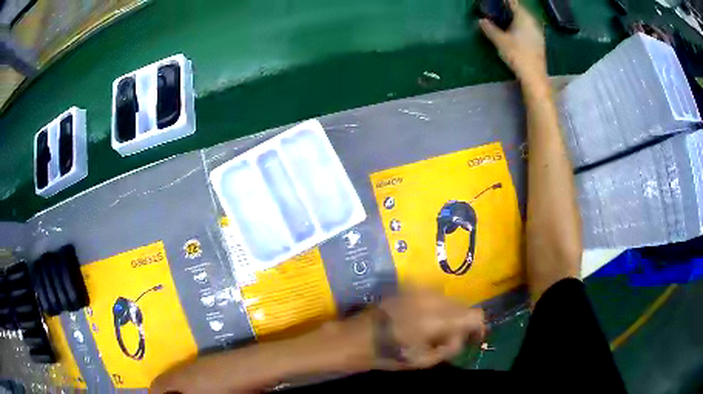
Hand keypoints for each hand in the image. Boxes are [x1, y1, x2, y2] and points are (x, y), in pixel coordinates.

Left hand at [370, 289, 485, 369]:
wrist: (355, 338)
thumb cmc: (389, 354)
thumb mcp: (423, 360)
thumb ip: (450, 347)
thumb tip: (462, 338)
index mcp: (438, 318)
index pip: (474, 314)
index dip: (478, 327)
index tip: (472, 339)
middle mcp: (433, 299)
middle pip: (462, 305)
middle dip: (462, 322)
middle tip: (449, 339)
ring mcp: (420, 290)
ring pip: (449, 300)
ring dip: (449, 315)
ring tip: (434, 331)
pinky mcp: (409, 288)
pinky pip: (434, 296)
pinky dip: (436, 308)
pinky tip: (423, 321)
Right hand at [479, 0, 545, 85]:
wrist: (534, 76)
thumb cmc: (517, 55)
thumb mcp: (499, 40)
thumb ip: (489, 29)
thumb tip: (481, 20)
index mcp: (523, 18)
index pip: (513, 2)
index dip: (504, 1)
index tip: (495, 2)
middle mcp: (533, 22)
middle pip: (520, 10)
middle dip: (509, 9)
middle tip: (497, 10)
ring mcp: (538, 33)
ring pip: (525, 20)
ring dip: (515, 18)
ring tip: (504, 19)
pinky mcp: (539, 42)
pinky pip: (528, 28)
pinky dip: (520, 26)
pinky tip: (514, 31)